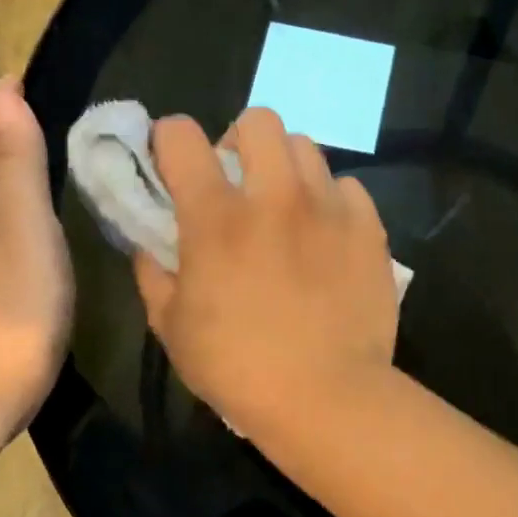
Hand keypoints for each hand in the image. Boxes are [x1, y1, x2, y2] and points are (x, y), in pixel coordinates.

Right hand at [135, 107, 398, 437]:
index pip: (182, 136)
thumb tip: (149, 248)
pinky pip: (348, 188)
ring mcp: (328, 208)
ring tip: (286, 205)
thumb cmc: (238, 368)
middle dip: (239, 141)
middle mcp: (275, 196)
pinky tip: (327, 234)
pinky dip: (332, 201)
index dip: (170, 140)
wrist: (327, 396)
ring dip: (286, 166)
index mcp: (217, 217)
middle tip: (239, 181)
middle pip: (258, 120)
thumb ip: (153, 276)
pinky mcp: (369, 229)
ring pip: (306, 147)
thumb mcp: (173, 329)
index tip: (174, 163)